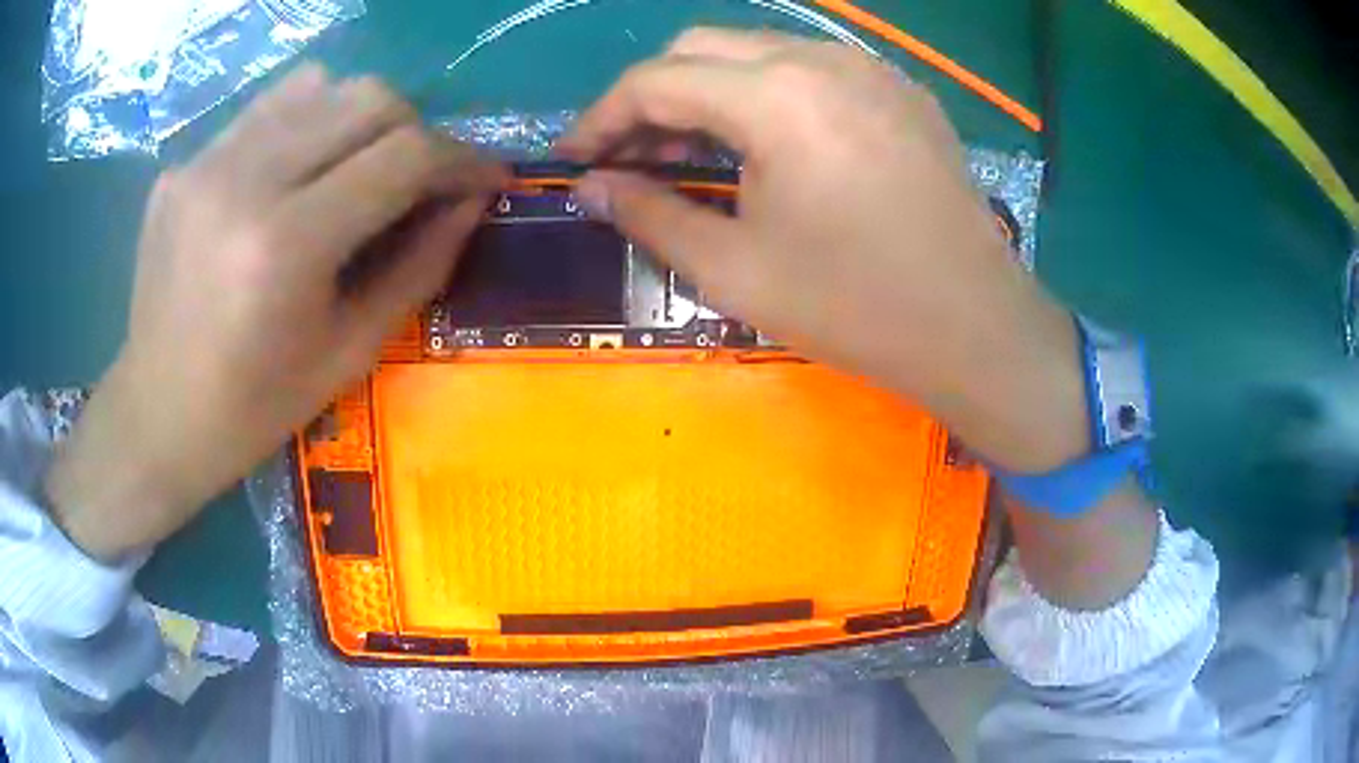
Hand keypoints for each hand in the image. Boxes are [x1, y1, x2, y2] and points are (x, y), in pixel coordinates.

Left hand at [45, 65, 505, 559]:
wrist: (155, 417)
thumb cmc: (254, 409)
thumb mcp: (349, 354)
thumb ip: (419, 266)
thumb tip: (472, 200)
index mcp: (284, 246)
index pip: (403, 156)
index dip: (460, 159)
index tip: (486, 177)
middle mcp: (243, 182)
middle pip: (367, 98)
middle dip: (415, 130)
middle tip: (418, 177)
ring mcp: (205, 163)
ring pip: (320, 84)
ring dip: (359, 118)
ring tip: (355, 168)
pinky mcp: (184, 163)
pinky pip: (267, 109)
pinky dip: (304, 124)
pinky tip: (295, 172)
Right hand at [561, 28, 1087, 472]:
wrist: (974, 327)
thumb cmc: (853, 307)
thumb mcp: (734, 270)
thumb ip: (650, 214)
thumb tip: (592, 188)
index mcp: (776, 96)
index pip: (655, 80)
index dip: (601, 117)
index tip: (575, 158)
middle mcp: (822, 58)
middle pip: (701, 48)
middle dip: (651, 94)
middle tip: (631, 155)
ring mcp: (869, 68)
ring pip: (756, 50)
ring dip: (708, 89)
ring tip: (688, 148)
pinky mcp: (900, 90)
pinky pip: (811, 67)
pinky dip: (766, 91)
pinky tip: (765, 140)